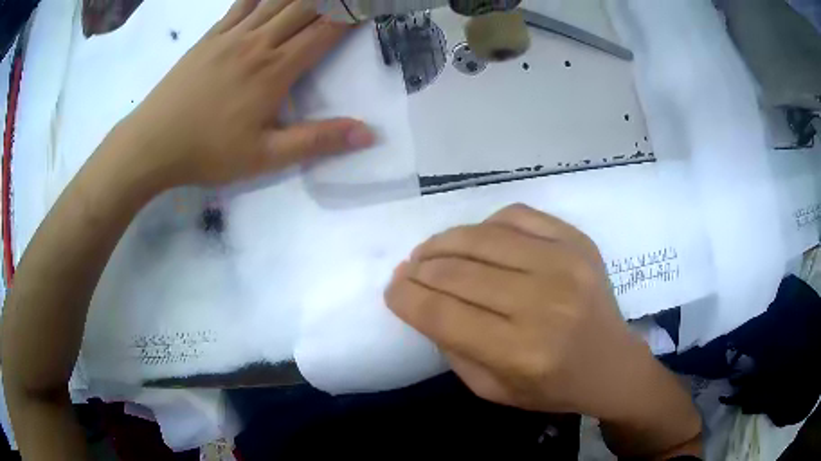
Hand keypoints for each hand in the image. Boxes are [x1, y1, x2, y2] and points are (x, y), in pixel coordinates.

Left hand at [119, 0, 373, 186]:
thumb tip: (367, 133)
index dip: (351, 15)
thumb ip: (316, 141)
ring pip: (276, 0)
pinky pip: (242, 3)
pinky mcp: (211, 36)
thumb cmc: (207, 152)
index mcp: (275, 70)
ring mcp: (232, 35)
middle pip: (305, 6)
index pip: (325, 31)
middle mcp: (258, 43)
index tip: (368, 8)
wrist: (152, 143)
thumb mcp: (264, 157)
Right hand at [386, 204, 695, 426]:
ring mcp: (566, 264)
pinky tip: (477, 239)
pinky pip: (517, 215)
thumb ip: (453, 348)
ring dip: (444, 242)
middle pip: (458, 272)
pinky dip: (487, 225)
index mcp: (520, 352)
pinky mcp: (578, 241)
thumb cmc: (552, 387)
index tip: (391, 288)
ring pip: (482, 237)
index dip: (405, 297)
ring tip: (430, 252)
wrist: (612, 365)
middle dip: (419, 269)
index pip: (442, 313)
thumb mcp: (492, 389)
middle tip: (407, 270)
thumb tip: (423, 302)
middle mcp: (543, 304)